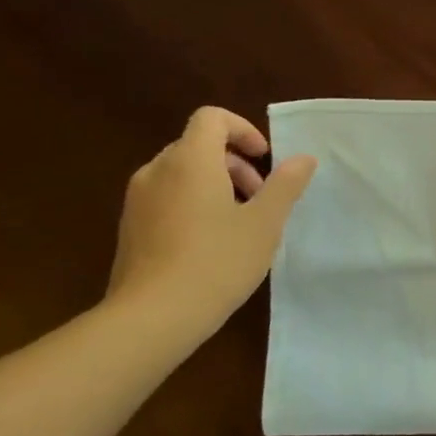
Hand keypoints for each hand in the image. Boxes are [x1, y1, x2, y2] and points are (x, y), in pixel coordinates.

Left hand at [107, 107, 316, 338]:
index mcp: (190, 162)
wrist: (153, 317)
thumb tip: (303, 158)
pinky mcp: (131, 228)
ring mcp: (138, 200)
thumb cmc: (217, 261)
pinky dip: (194, 203)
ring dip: (216, 183)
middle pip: (197, 145)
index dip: (243, 130)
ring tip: (240, 222)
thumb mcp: (265, 222)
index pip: (211, 118)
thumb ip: (285, 184)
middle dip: (235, 162)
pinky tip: (212, 242)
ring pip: (182, 173)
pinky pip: (167, 197)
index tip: (265, 159)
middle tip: (261, 197)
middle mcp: (157, 171)